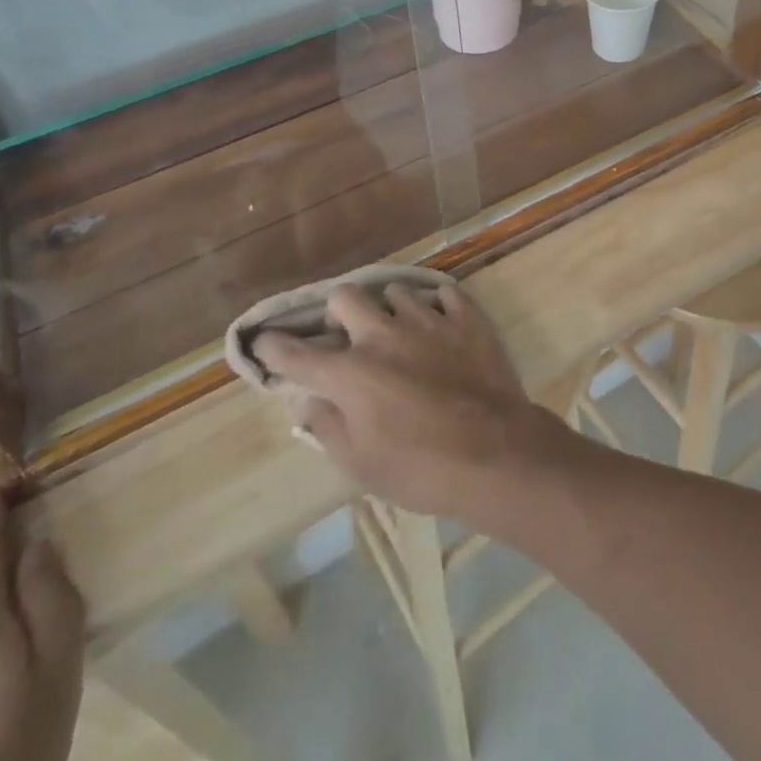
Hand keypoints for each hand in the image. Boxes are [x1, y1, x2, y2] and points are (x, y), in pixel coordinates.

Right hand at [255, 282, 562, 521]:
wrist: (497, 454)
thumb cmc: (421, 469)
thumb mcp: (361, 465)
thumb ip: (327, 428)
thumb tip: (308, 402)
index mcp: (350, 374)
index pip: (297, 354)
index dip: (274, 347)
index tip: (264, 342)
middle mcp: (383, 335)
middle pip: (345, 296)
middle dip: (339, 312)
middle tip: (349, 335)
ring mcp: (428, 321)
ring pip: (396, 291)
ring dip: (392, 311)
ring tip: (403, 333)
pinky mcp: (467, 318)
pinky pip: (445, 294)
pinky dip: (439, 307)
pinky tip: (442, 326)